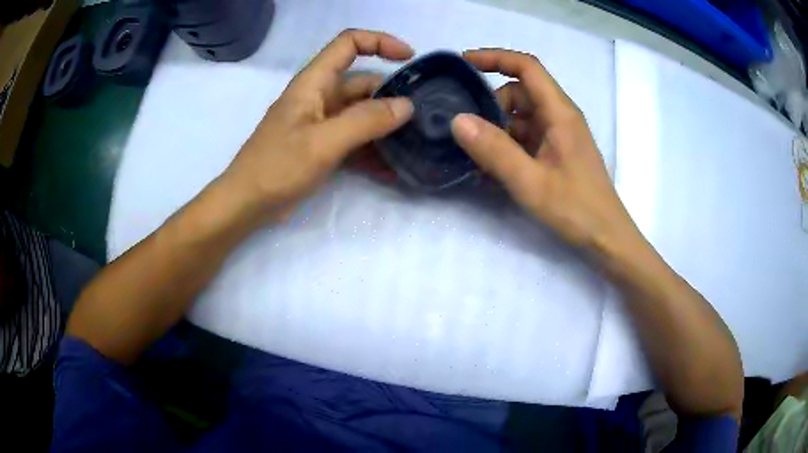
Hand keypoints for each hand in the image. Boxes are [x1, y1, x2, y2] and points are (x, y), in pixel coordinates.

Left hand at [222, 29, 414, 219]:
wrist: (246, 204)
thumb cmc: (277, 167)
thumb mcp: (322, 141)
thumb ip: (365, 121)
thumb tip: (406, 105)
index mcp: (314, 83)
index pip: (349, 44)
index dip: (380, 42)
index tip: (410, 58)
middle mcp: (319, 97)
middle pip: (362, 83)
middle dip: (392, 94)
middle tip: (423, 115)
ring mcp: (321, 123)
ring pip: (361, 113)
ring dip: (386, 125)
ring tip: (416, 142)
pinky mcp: (322, 147)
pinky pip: (354, 140)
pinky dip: (373, 150)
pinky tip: (394, 168)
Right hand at [450, 49, 639, 253]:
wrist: (607, 238)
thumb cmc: (576, 209)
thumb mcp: (531, 182)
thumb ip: (495, 150)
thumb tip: (458, 120)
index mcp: (559, 113)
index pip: (527, 67)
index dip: (495, 58)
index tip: (463, 63)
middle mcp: (560, 117)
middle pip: (519, 93)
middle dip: (490, 105)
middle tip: (466, 130)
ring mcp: (559, 136)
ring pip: (520, 117)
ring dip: (496, 129)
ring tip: (474, 155)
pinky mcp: (557, 153)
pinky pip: (526, 138)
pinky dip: (507, 146)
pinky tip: (491, 170)